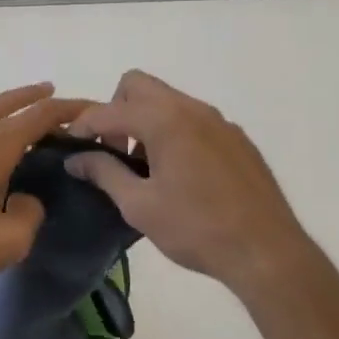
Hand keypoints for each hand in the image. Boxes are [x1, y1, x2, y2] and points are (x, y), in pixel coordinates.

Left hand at [0, 83, 91, 316]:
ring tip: (26, 105)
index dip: (68, 109)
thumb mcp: (8, 242)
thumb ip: (30, 212)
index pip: (39, 116)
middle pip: (9, 103)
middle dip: (38, 98)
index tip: (91, 109)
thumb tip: (25, 198)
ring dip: (8, 102)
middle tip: (60, 98)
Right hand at [64, 71, 317, 302]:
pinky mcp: (237, 138)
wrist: (267, 252)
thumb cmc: (196, 228)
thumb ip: (104, 172)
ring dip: (145, 121)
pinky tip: (179, 175)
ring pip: (168, 100)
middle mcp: (192, 109)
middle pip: (138, 86)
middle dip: (116, 110)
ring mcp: (219, 121)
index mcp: (165, 120)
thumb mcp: (139, 205)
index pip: (109, 110)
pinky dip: (173, 132)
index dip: (83, 127)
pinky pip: (193, 119)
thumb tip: (76, 158)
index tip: (71, 148)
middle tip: (113, 150)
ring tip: (143, 167)